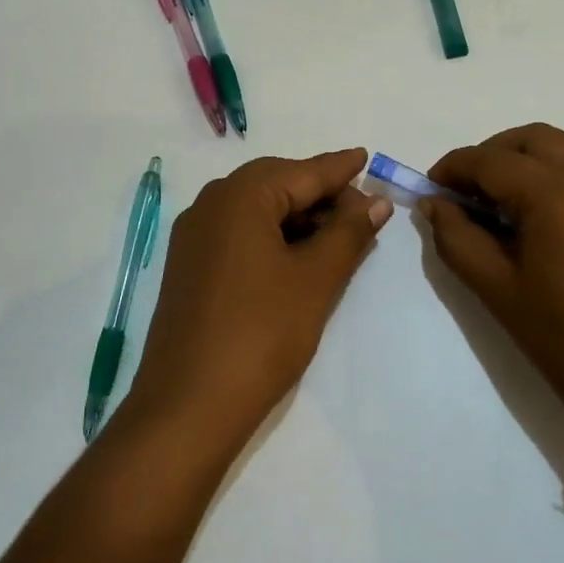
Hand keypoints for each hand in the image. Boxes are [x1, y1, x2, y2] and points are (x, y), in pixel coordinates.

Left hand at [125, 149, 391, 453]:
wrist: (188, 406)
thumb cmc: (261, 334)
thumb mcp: (315, 280)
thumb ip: (348, 233)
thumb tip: (375, 202)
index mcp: (240, 196)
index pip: (302, 171)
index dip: (339, 168)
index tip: (366, 156)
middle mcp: (211, 204)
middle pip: (276, 184)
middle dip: (319, 194)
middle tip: (361, 211)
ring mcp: (194, 236)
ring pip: (257, 210)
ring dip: (298, 217)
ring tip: (337, 237)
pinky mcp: (190, 266)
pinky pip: (239, 233)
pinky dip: (272, 236)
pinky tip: (298, 257)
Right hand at [425, 124, 563, 459]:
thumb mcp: (497, 290)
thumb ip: (456, 237)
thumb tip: (434, 203)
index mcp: (556, 193)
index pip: (490, 160)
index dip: (453, 167)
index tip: (431, 187)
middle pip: (530, 139)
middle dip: (491, 155)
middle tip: (468, 192)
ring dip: (528, 158)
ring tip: (508, 201)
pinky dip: (563, 172)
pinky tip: (551, 214)